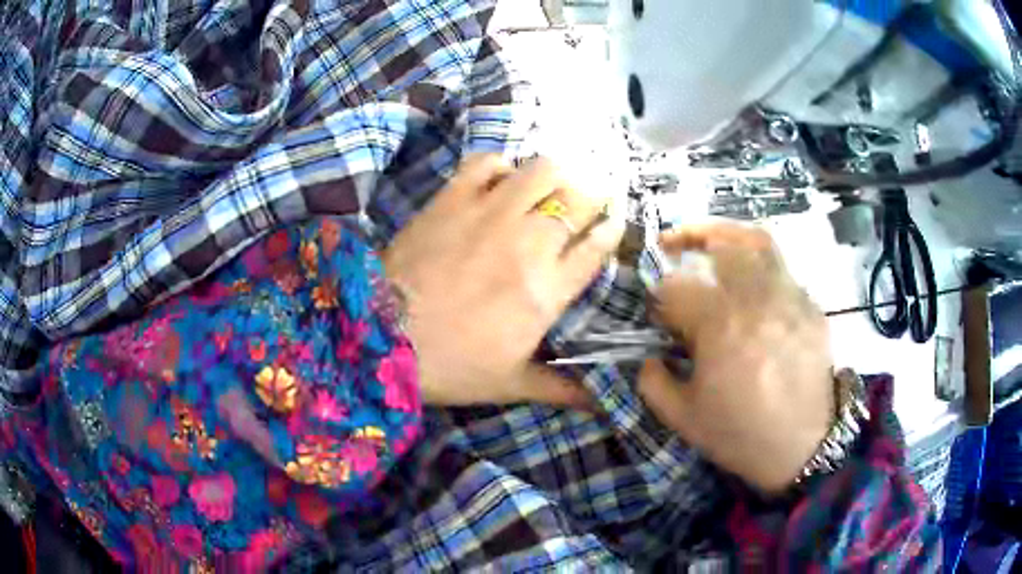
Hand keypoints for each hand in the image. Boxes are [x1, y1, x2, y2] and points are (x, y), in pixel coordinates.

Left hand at [383, 155, 623, 407]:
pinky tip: (499, 181)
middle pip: (579, 199)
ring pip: (542, 171)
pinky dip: (500, 166)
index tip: (614, 224)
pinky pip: (487, 163)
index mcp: (547, 290)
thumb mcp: (510, 383)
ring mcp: (488, 213)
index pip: (597, 245)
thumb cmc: (450, 366)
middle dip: (593, 197)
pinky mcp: (451, 199)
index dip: (613, 229)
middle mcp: (528, 242)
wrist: (381, 339)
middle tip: (584, 205)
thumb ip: (560, 389)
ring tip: (547, 189)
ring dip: (555, 176)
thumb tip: (599, 404)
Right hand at [638, 223, 833, 493]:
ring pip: (758, 242)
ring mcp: (789, 298)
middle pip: (720, 243)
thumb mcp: (684, 419)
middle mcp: (756, 299)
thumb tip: (647, 356)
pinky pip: (783, 270)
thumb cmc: (741, 434)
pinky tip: (752, 286)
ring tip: (713, 241)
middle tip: (672, 244)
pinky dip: (760, 266)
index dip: (658, 297)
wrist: (803, 448)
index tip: (657, 314)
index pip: (676, 288)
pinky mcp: (810, 307)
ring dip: (728, 234)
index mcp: (720, 326)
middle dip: (689, 237)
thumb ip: (653, 382)